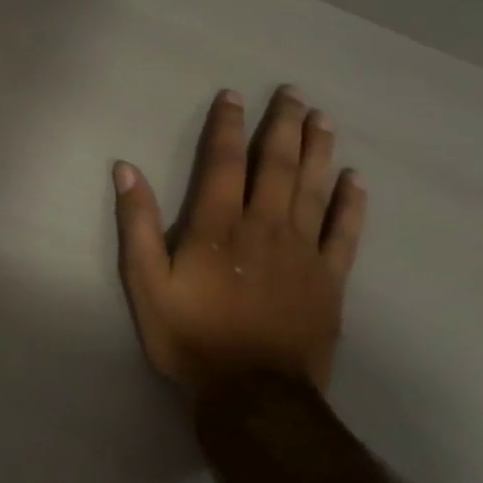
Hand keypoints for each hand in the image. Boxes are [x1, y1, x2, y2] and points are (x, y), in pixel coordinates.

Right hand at [113, 86, 366, 393]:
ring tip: (323, 118)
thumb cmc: (190, 335)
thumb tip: (125, 169)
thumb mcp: (145, 283)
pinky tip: (357, 180)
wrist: (252, 391)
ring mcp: (303, 251)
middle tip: (293, 92)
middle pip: (277, 165)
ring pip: (315, 188)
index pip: (224, 162)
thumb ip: (136, 224)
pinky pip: (345, 232)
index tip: (233, 96)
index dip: (228, 126)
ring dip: (319, 150)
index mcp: (218, 226)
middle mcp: (265, 226)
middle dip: (283, 125)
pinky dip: (352, 203)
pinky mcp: (329, 278)